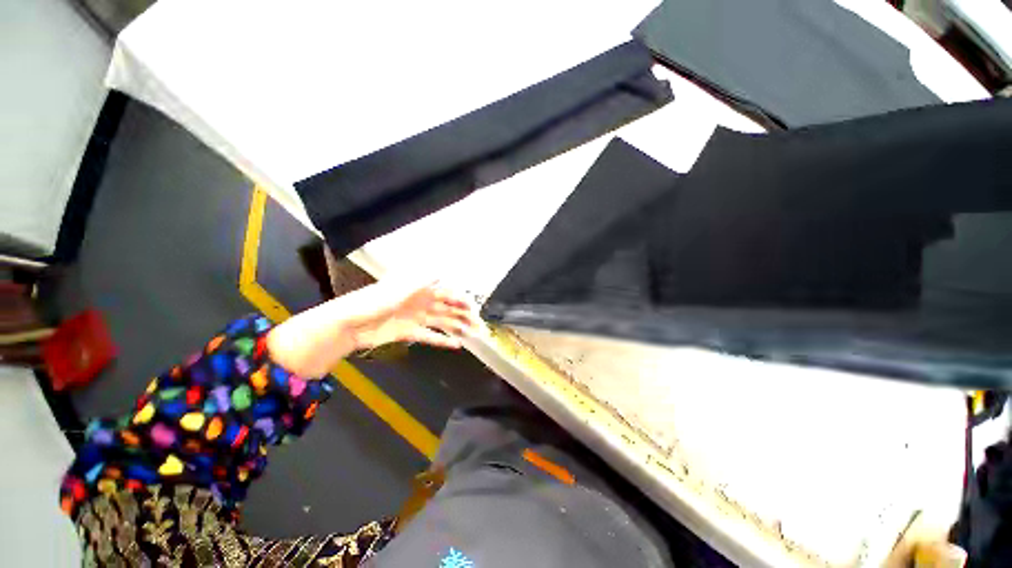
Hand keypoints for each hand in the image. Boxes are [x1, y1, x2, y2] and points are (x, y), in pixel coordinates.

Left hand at [267, 279, 481, 377]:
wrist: (348, 324)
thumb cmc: (372, 302)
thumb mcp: (397, 290)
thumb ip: (420, 283)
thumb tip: (441, 272)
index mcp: (418, 290)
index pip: (445, 293)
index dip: (459, 299)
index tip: (473, 307)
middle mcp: (421, 302)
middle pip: (446, 308)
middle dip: (462, 314)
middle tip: (478, 323)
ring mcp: (416, 318)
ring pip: (442, 322)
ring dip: (457, 327)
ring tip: (472, 334)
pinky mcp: (410, 333)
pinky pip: (430, 336)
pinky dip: (442, 340)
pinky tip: (456, 344)